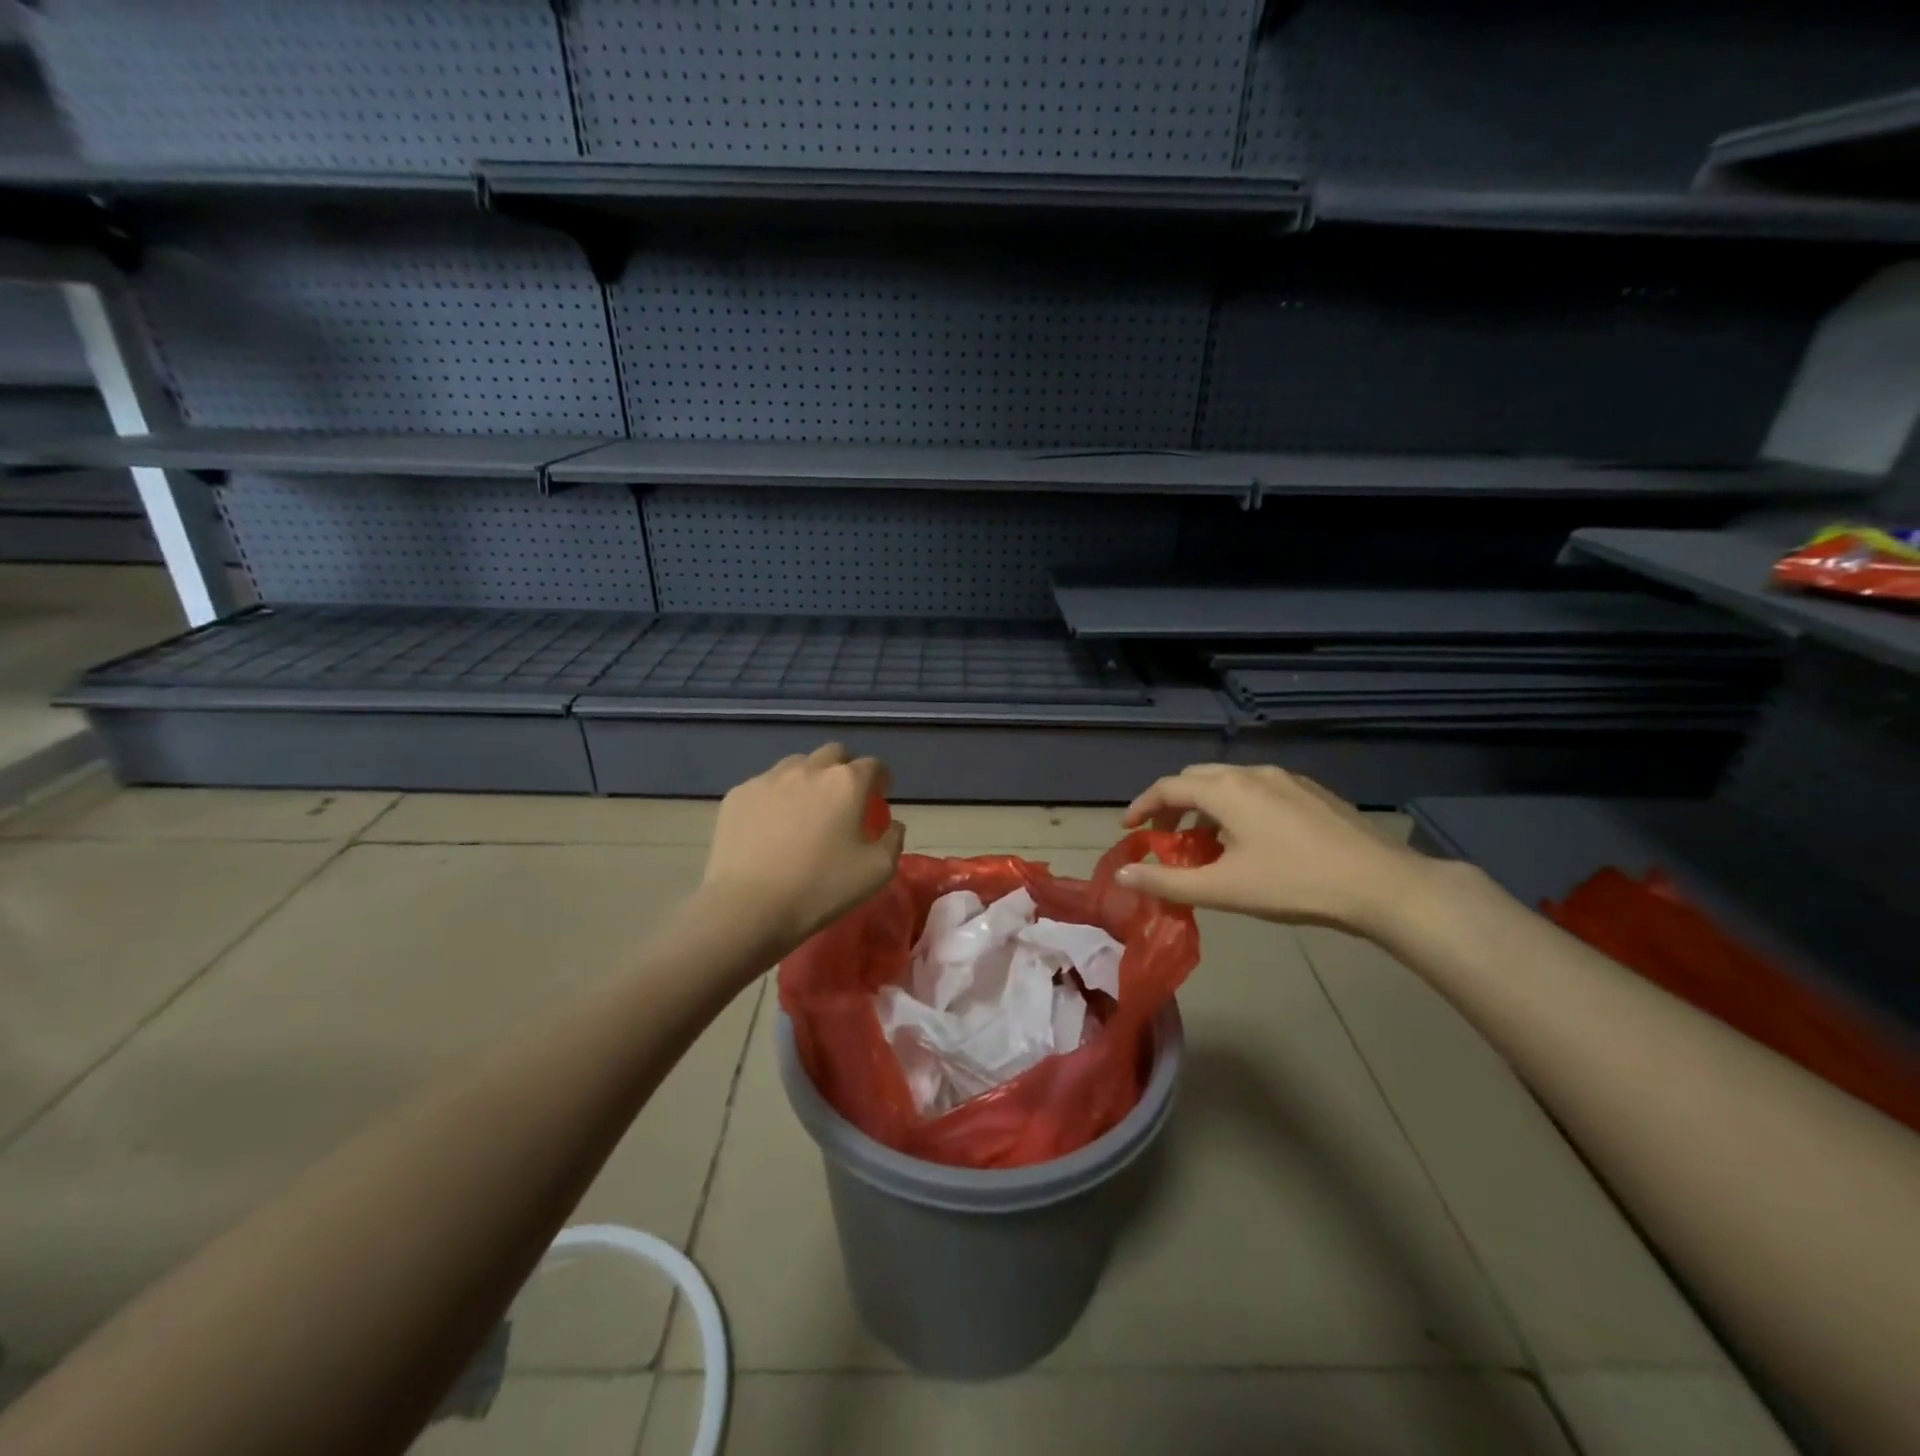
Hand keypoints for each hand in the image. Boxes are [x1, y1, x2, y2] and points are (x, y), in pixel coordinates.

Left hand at [701, 743, 906, 953]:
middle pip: (834, 754)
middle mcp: (809, 769)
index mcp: (846, 783)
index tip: (879, 797)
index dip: (880, 779)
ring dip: (808, 779)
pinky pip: (765, 785)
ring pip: (796, 765)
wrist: (748, 906)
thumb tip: (893, 825)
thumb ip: (893, 840)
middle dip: (844, 769)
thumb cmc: (820, 888)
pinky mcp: (738, 794)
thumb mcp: (877, 872)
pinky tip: (770, 827)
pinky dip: (775, 797)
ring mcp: (769, 778)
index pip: (873, 765)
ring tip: (804, 809)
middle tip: (843, 799)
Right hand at [1114, 763, 1429, 934]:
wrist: (1381, 884)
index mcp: (1226, 790)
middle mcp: (1252, 773)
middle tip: (1165, 837)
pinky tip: (1252, 841)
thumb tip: (1122, 875)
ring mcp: (1286, 779)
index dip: (1141, 806)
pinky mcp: (1312, 791)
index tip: (1128, 829)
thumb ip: (1166, 881)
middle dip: (1172, 804)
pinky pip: (1258, 789)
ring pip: (1230, 782)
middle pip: (1196, 778)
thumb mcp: (1222, 889)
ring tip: (1206, 843)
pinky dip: (1237, 807)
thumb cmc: (1293, 885)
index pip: (1167, 787)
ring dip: (1206, 806)